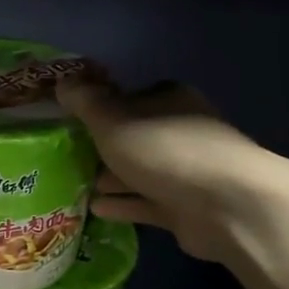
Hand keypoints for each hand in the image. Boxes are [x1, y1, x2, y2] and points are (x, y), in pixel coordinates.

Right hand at [57, 75, 277, 263]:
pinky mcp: (187, 208)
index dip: (98, 109)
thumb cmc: (163, 150)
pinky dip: (123, 203)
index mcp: (168, 100)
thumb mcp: (112, 119)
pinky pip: (146, 202)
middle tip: (66, 156)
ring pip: (139, 171)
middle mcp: (180, 131)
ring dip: (111, 177)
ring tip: (74, 184)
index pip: (127, 98)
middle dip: (102, 147)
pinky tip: (95, 208)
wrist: (226, 205)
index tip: (69, 123)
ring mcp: (186, 171)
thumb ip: (85, 102)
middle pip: (133, 136)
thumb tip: (62, 80)